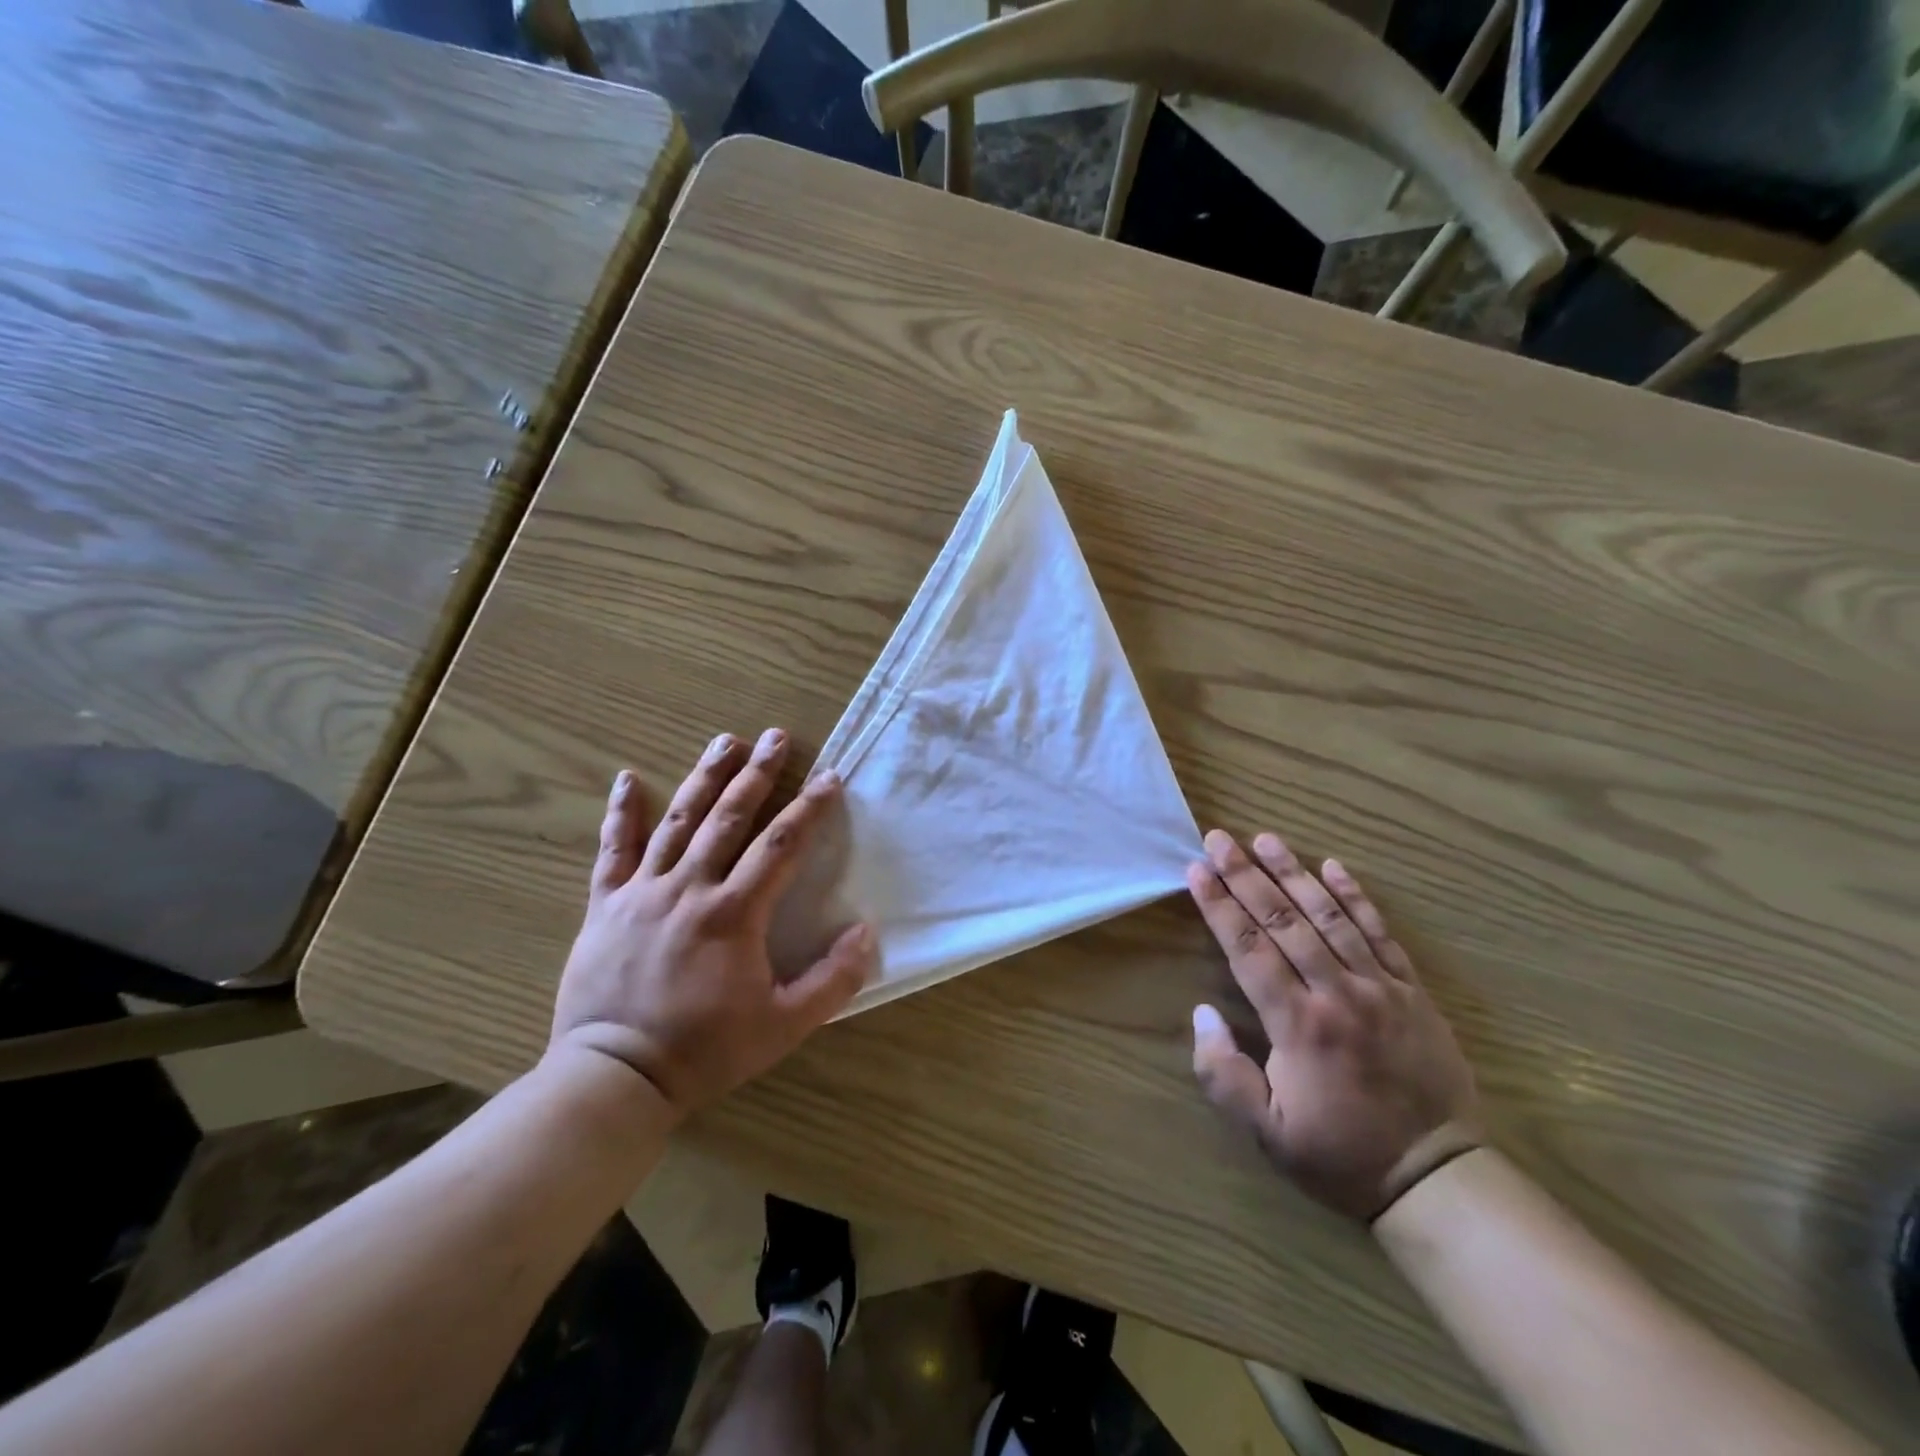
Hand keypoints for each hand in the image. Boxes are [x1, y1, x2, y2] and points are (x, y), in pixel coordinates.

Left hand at [550, 728, 875, 1118]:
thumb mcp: (784, 1025)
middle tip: (777, 737)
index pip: (780, 845)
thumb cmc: (706, 1050)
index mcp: (734, 913)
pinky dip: (621, 813)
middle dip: (757, 774)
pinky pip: (613, 850)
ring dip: (704, 777)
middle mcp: (690, 888)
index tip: (830, 777)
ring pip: (678, 822)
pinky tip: (628, 779)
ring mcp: (643, 892)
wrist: (615, 1077)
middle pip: (729, 818)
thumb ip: (832, 979)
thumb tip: (867, 932)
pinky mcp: (606, 905)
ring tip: (725, 741)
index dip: (810, 808)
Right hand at [1187, 830, 1480, 1221]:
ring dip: (1294, 873)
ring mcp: (1379, 987)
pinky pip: (1381, 934)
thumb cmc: (1340, 1155)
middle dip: (1246, 875)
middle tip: (1219, 838)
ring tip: (1266, 839)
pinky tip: (1334, 866)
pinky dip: (1356, 897)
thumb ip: (1223, 1075)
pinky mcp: (1411, 991)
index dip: (1219, 906)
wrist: (1437, 1178)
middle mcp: (1337, 993)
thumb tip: (1202, 1014)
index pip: (1248, 949)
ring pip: (1329, 917)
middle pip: (1283, 921)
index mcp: (1298, 1025)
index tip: (1196, 869)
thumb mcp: (1267, 1134)